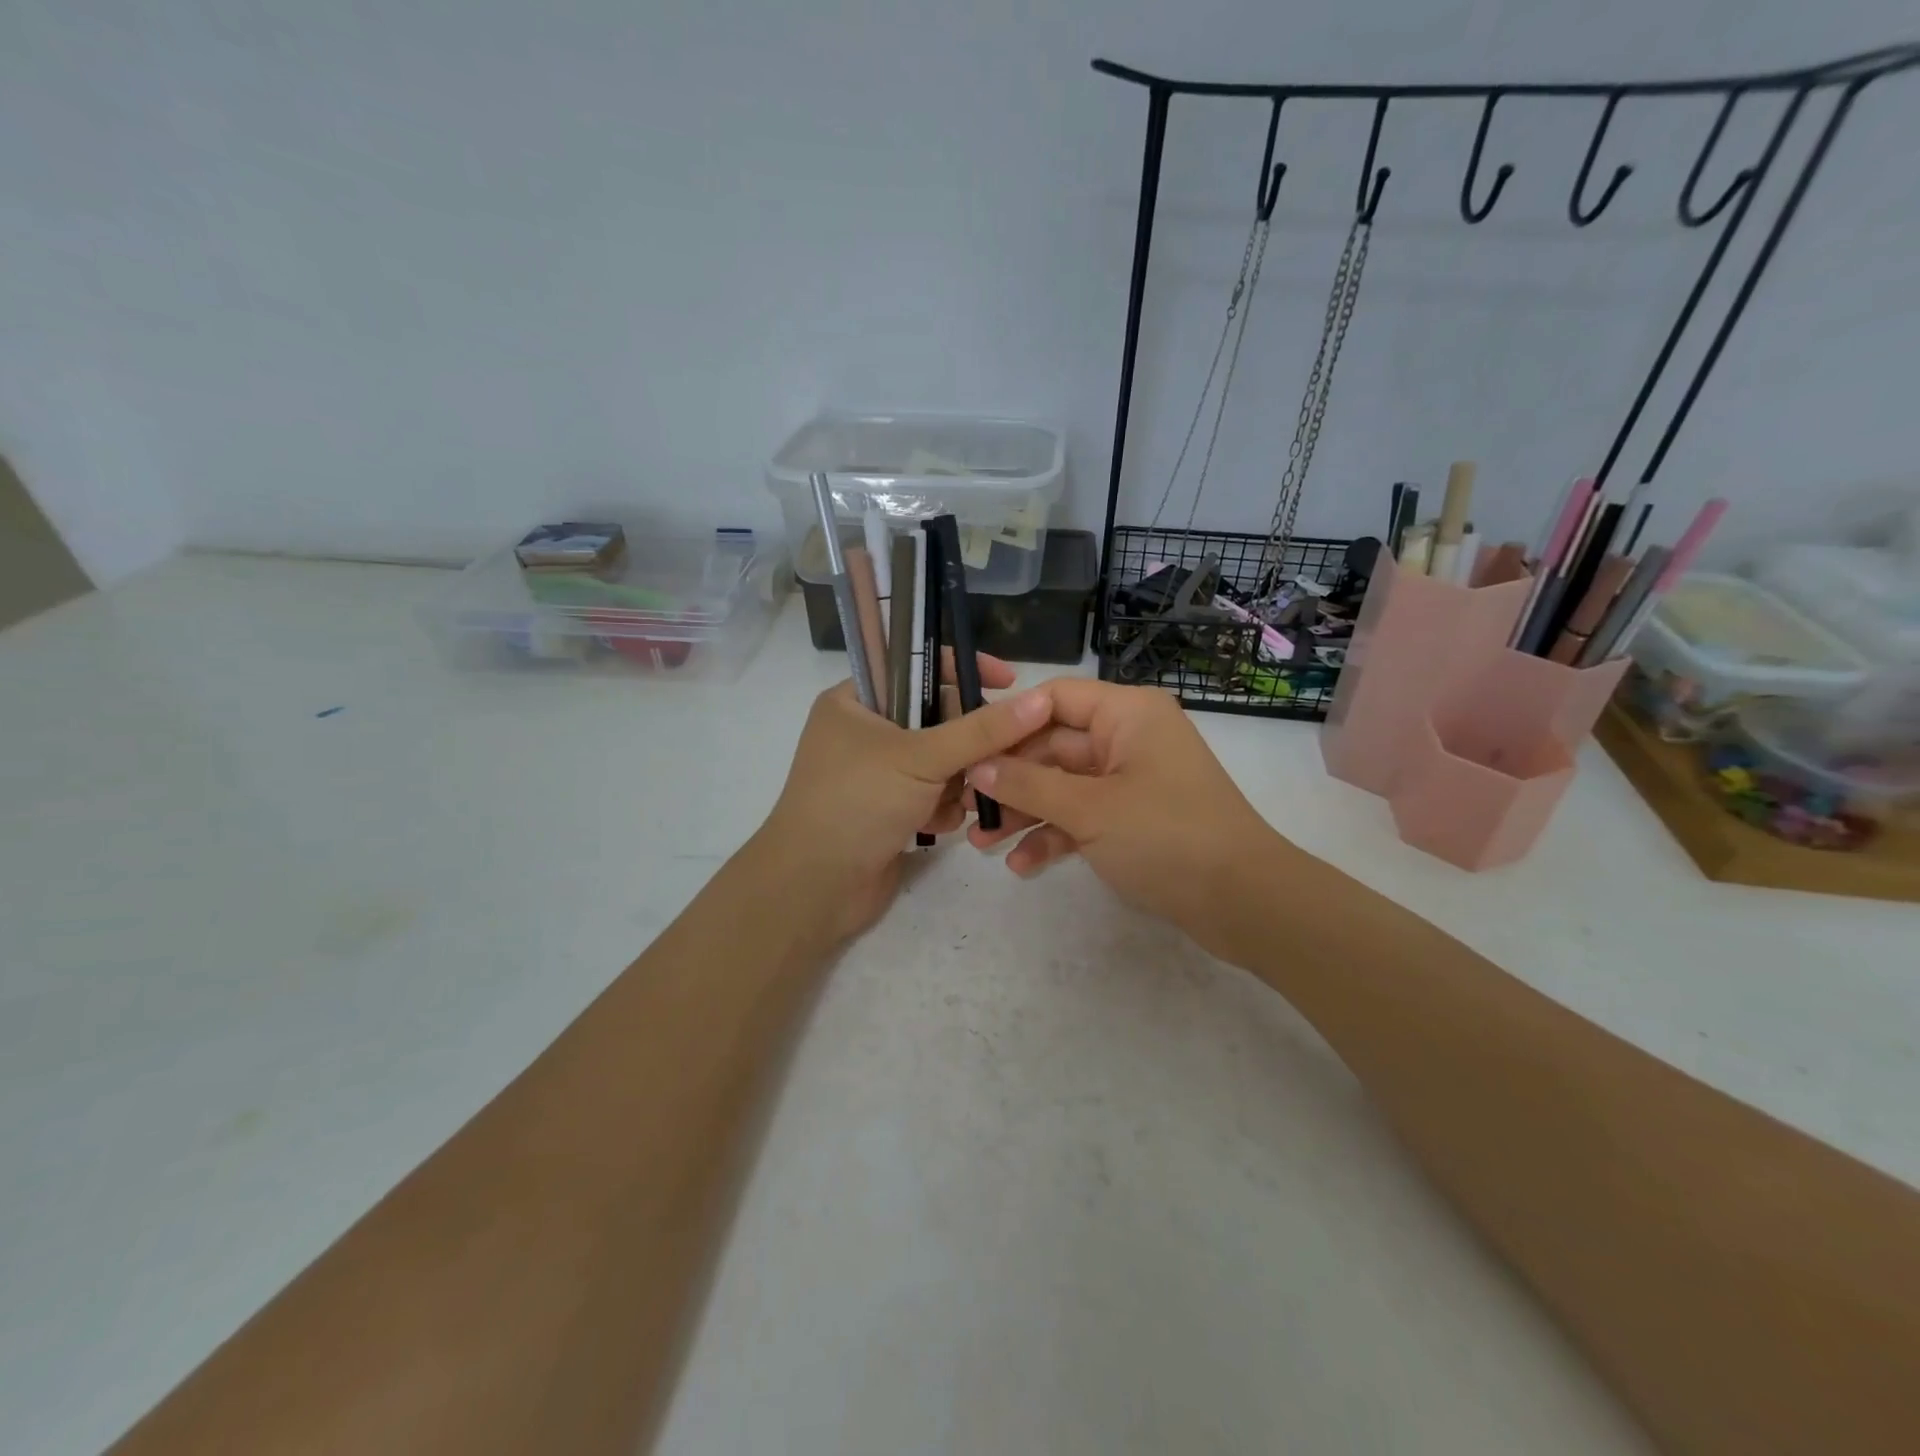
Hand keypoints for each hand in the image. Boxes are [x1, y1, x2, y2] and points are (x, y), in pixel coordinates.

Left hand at [754, 654, 1050, 943]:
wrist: (814, 888)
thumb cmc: (858, 803)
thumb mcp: (921, 757)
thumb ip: (982, 729)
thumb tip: (1038, 699)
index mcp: (855, 700)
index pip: (917, 666)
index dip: (963, 669)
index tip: (1009, 682)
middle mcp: (865, 731)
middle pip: (937, 718)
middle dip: (966, 744)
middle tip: (992, 760)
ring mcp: (876, 773)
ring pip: (940, 761)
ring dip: (957, 782)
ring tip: (962, 802)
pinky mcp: (888, 809)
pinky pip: (932, 794)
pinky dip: (942, 808)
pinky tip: (938, 826)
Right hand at [966, 679, 1293, 953]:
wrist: (1244, 902)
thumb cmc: (1166, 836)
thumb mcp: (1090, 809)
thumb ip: (1029, 784)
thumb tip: (977, 767)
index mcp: (1126, 714)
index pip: (1054, 699)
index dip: (1008, 723)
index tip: (967, 751)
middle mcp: (1128, 738)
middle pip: (1054, 747)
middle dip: (1011, 779)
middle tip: (966, 806)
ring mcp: (1131, 781)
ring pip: (1064, 786)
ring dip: (1026, 812)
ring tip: (981, 842)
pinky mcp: (1134, 819)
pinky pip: (1084, 817)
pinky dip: (1055, 836)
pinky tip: (1021, 865)